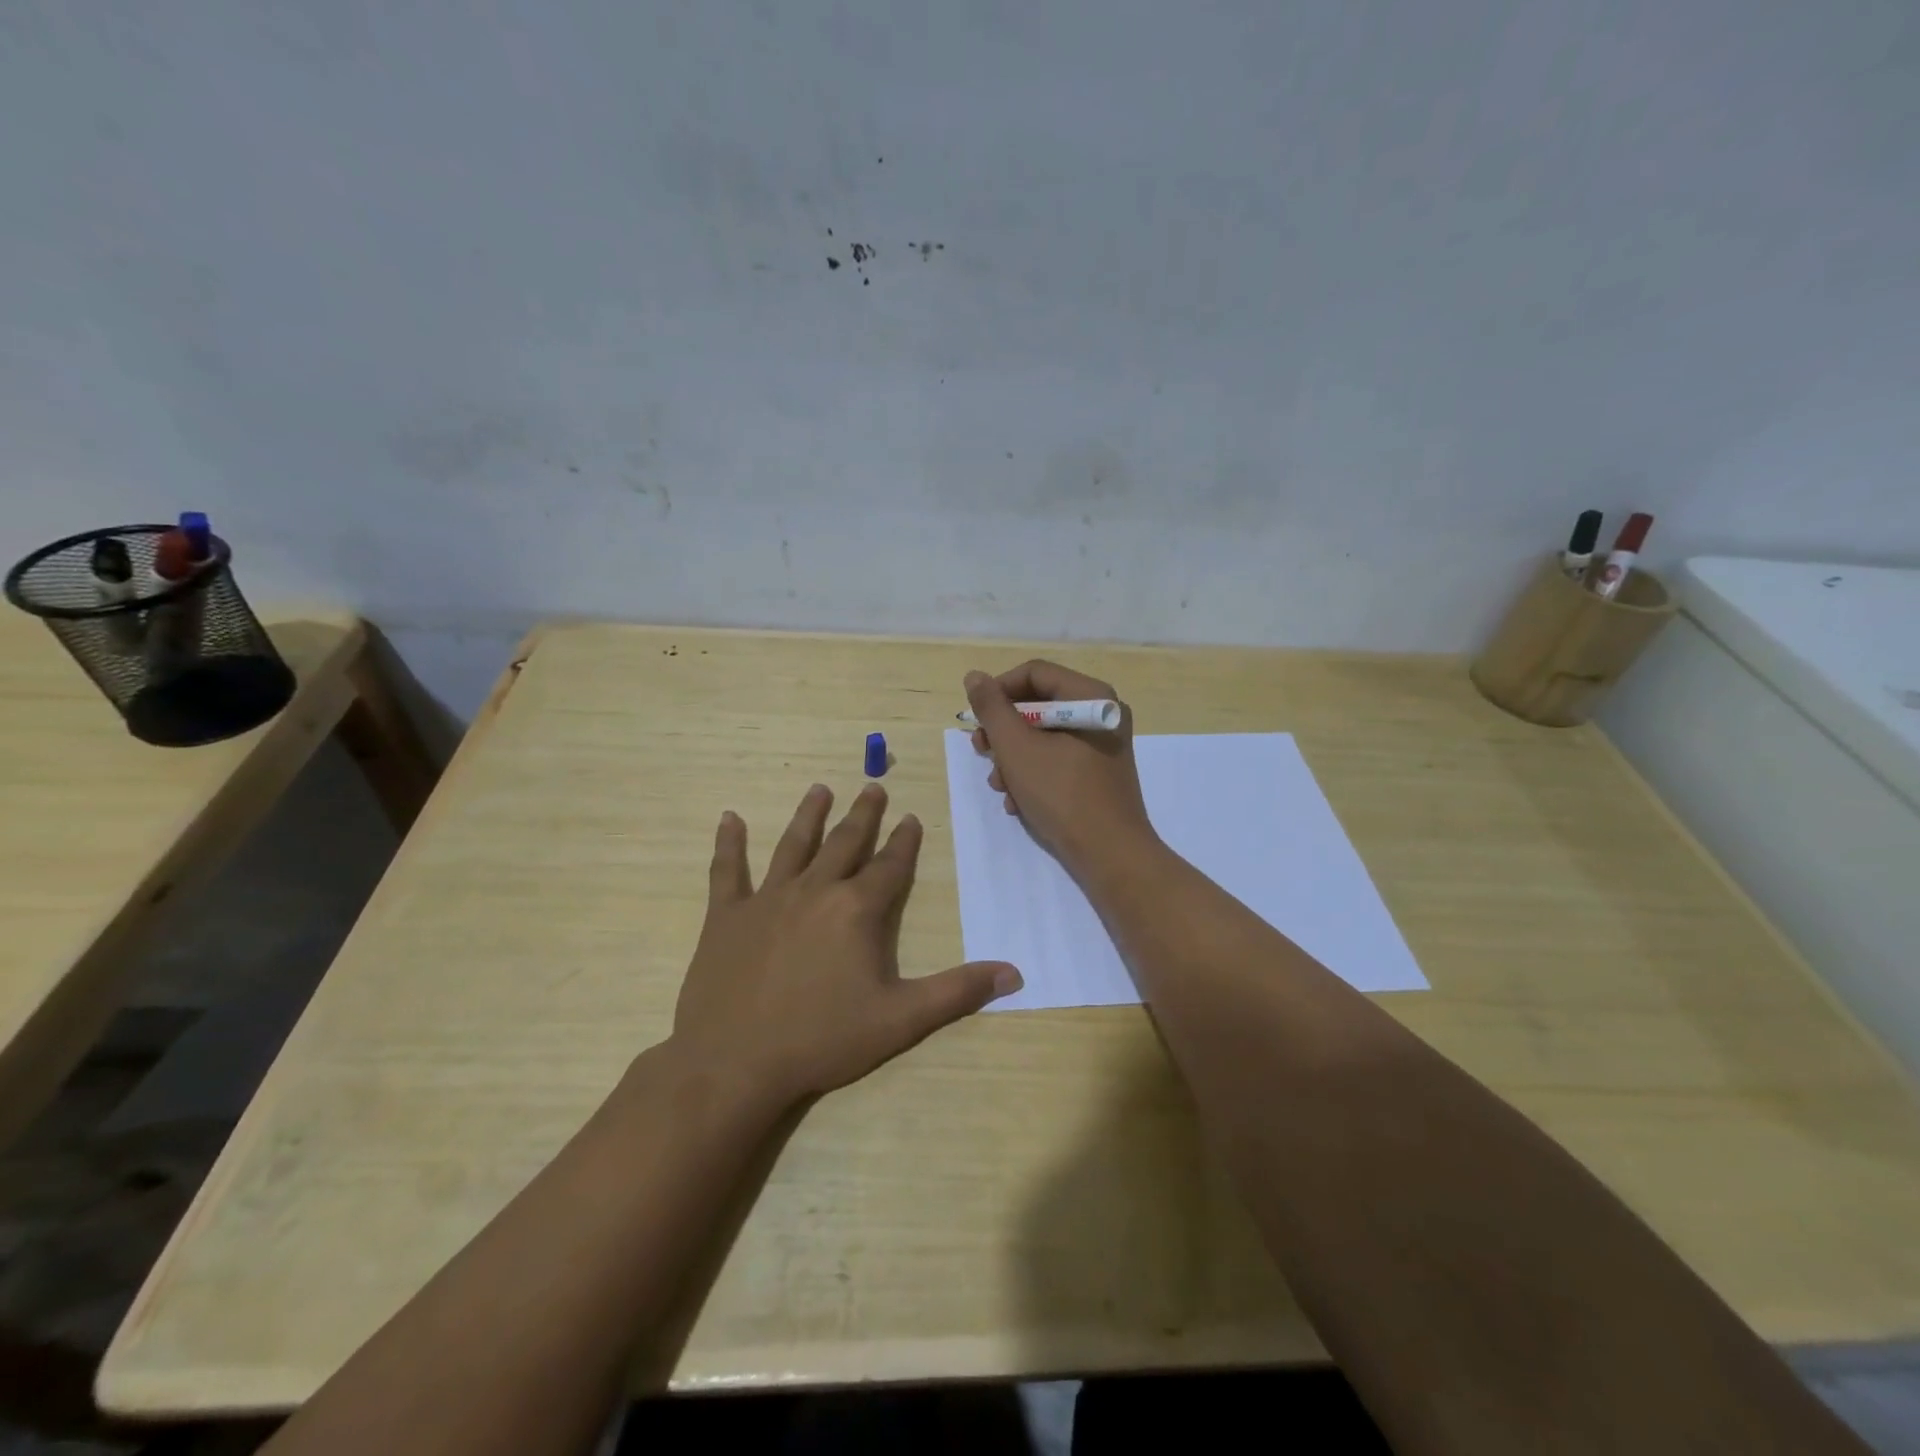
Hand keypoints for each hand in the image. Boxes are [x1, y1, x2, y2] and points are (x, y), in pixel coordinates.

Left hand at [672, 782, 1021, 1107]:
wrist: (735, 1063)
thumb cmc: (822, 1039)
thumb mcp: (901, 1019)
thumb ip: (957, 992)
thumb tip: (1014, 972)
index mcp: (856, 910)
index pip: (889, 866)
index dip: (904, 842)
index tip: (912, 817)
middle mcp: (815, 891)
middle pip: (844, 842)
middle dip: (863, 814)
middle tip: (873, 786)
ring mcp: (767, 899)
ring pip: (793, 845)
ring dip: (809, 815)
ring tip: (819, 789)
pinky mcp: (727, 916)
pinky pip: (728, 870)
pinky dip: (728, 843)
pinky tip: (728, 818)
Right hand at [964, 660, 1155, 876]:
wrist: (1110, 855)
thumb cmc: (1062, 794)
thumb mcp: (1016, 748)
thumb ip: (992, 709)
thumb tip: (975, 677)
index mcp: (1091, 696)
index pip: (1035, 673)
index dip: (999, 690)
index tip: (975, 718)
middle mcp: (1101, 713)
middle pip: (1039, 705)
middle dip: (1004, 732)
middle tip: (981, 751)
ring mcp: (1102, 745)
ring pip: (1044, 736)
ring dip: (1013, 758)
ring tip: (999, 785)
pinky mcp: (1098, 773)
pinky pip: (1058, 759)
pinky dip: (1033, 774)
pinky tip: (1017, 802)